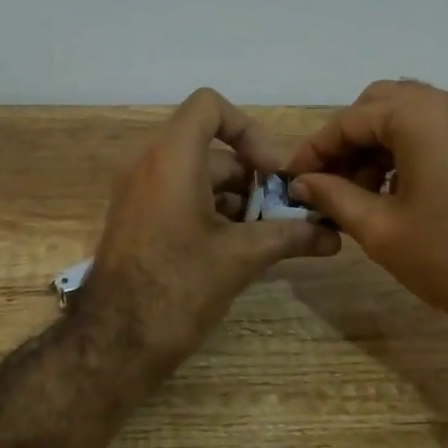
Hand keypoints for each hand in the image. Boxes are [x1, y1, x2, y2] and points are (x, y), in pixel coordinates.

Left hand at [83, 89, 340, 375]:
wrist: (114, 341)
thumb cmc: (178, 286)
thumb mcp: (240, 257)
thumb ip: (290, 237)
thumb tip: (333, 236)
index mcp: (172, 158)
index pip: (210, 106)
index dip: (248, 128)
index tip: (273, 171)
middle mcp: (149, 165)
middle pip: (210, 148)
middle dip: (253, 177)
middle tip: (285, 212)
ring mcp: (138, 193)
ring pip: (197, 176)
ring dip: (236, 200)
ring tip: (269, 236)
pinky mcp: (136, 220)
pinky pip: (179, 197)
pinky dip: (211, 212)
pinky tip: (239, 249)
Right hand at [286, 81, 447, 357]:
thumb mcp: (380, 229)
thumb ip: (333, 197)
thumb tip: (301, 184)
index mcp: (419, 116)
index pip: (350, 120)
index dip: (315, 150)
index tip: (292, 180)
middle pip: (379, 106)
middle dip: (347, 141)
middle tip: (326, 182)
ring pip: (408, 116)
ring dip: (376, 146)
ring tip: (355, 193)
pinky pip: (434, 130)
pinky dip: (405, 151)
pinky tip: (391, 191)